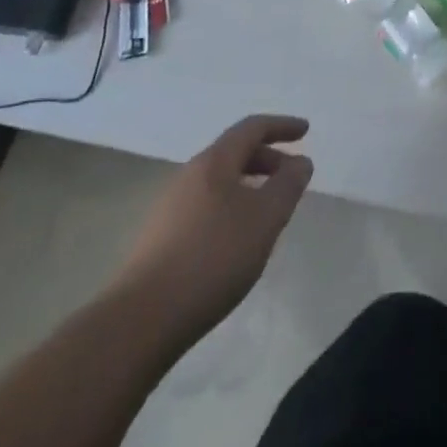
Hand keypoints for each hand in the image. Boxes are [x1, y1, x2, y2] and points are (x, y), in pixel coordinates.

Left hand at [109, 114, 313, 346]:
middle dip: (267, 158)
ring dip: (249, 185)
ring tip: (269, 210)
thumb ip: (288, 185)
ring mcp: (170, 208)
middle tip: (292, 177)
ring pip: (219, 182)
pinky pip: (206, 206)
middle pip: (234, 153)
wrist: (141, 320)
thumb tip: (300, 162)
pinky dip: (231, 207)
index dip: (281, 126)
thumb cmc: (213, 257)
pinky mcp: (160, 239)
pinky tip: (238, 239)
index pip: (252, 128)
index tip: (305, 131)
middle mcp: (189, 176)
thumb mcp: (265, 218)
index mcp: (214, 162)